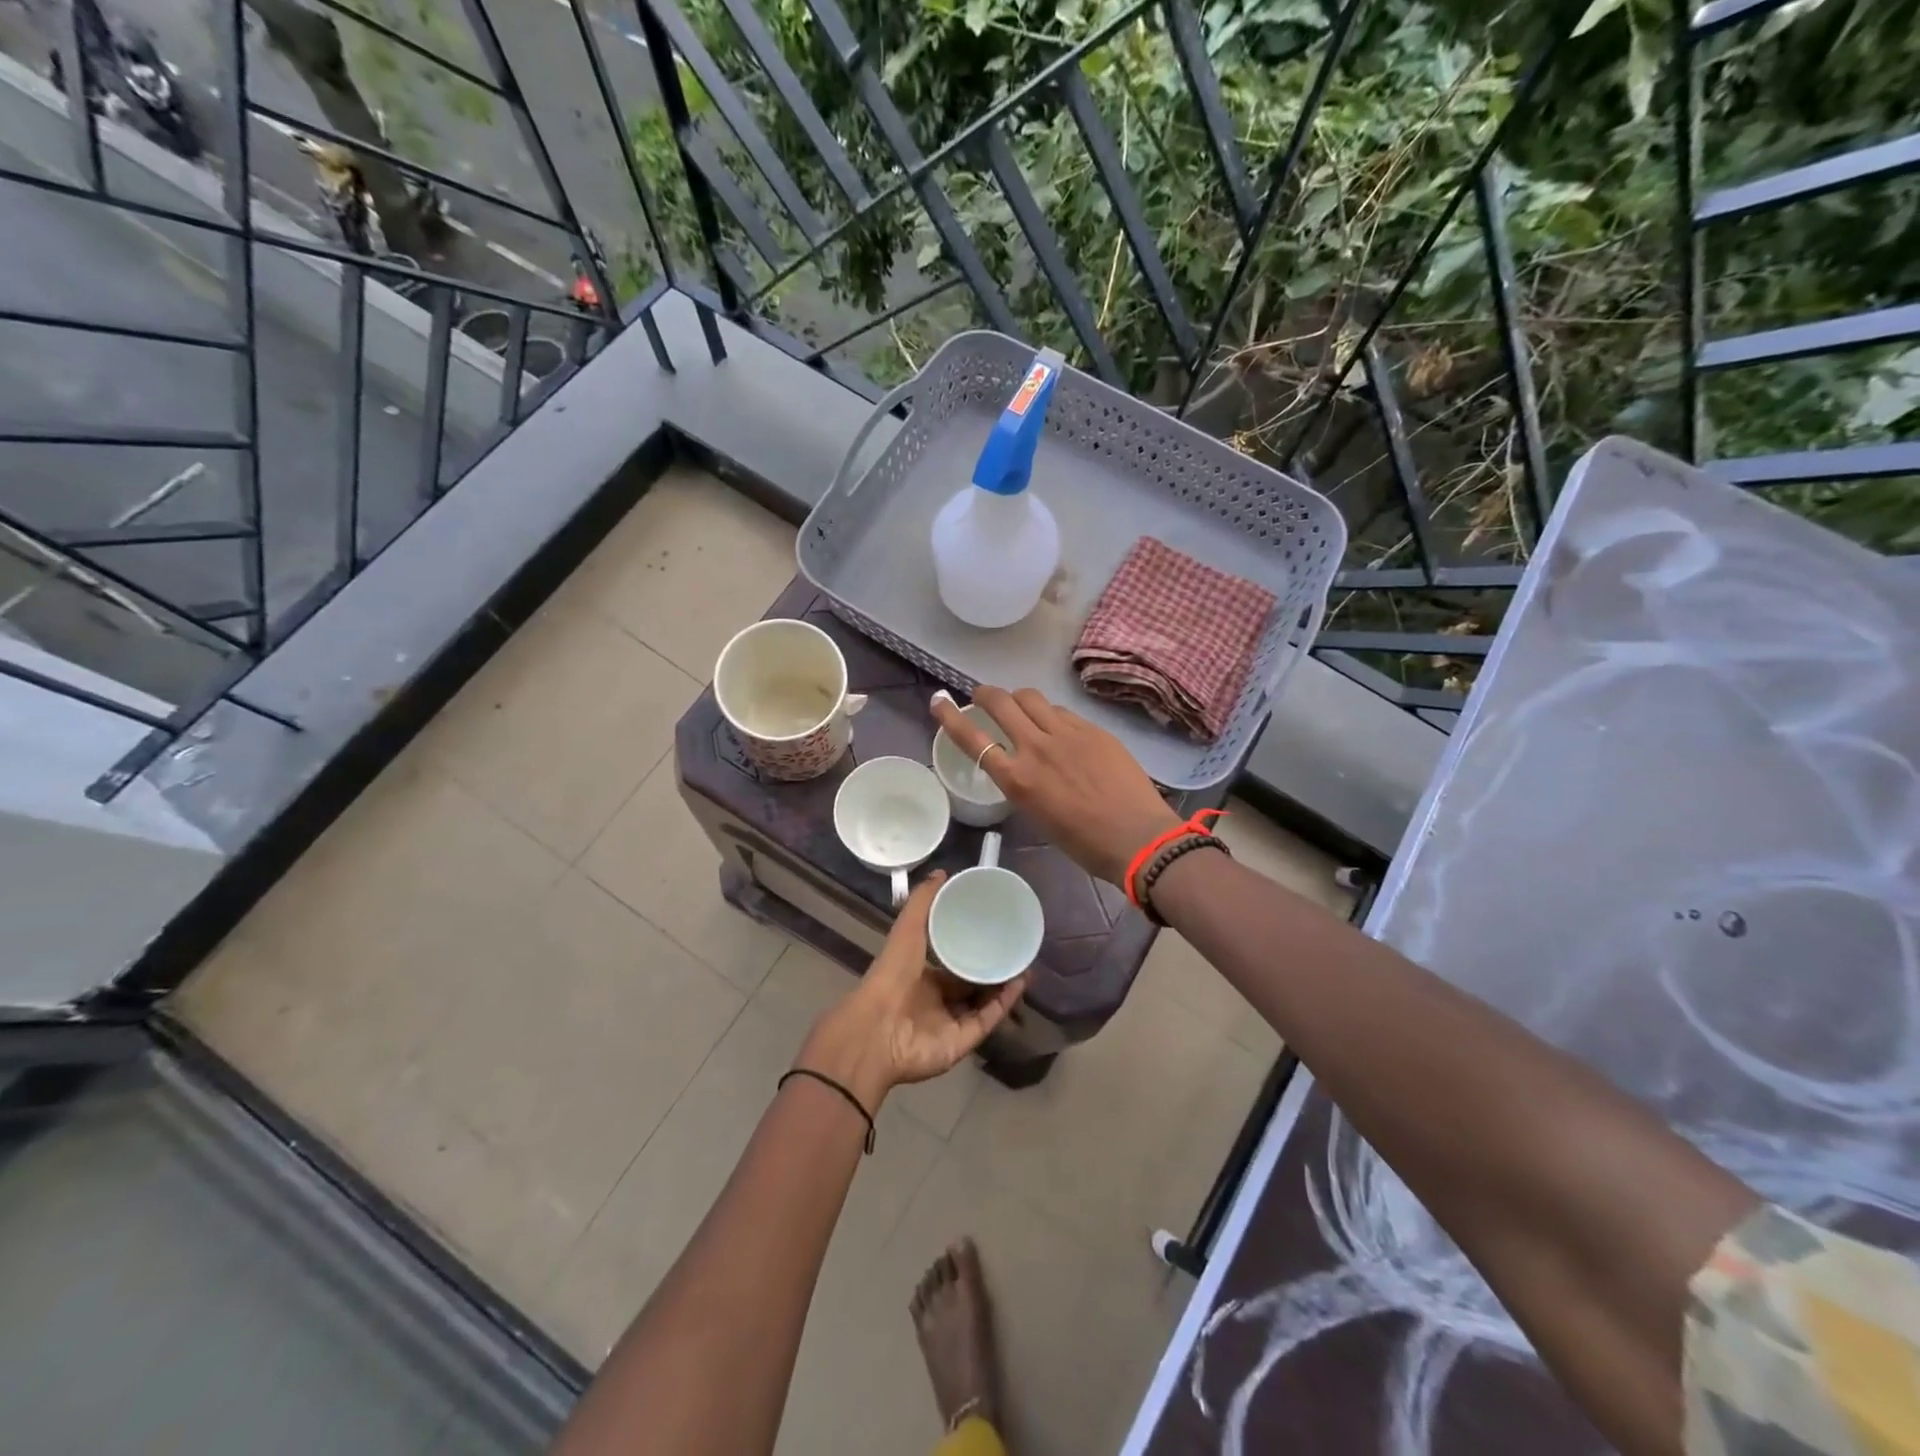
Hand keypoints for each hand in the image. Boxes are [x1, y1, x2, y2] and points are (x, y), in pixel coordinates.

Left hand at [797, 872, 1027, 1112]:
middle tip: (1015, 948)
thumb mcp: (907, 930)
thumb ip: (922, 902)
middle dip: (991, 968)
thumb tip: (942, 872)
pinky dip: (1004, 1004)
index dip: (969, 946)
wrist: (878, 1029)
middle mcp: (936, 1000)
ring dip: (1003, 985)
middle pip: (970, 983)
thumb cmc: (892, 975)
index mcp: (921, 976)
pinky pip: (987, 1020)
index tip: (992, 929)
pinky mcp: (962, 1042)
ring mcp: (950, 1023)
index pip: (950, 961)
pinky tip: (1020, 983)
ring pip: (982, 1002)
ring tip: (1025, 964)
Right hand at [931, 686, 1183, 885]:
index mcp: (1017, 779)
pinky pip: (1062, 711)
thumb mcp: (1039, 815)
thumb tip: (1023, 764)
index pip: (973, 738)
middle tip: (983, 696)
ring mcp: (1067, 734)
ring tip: (1022, 708)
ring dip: (1019, 698)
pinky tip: (1059, 727)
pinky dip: (1051, 714)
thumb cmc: (1084, 843)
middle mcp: (1036, 748)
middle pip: (1001, 702)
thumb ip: (1024, 782)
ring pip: (1032, 697)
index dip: (950, 717)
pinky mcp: (1093, 729)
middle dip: (986, 693)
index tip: (939, 701)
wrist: (1138, 837)